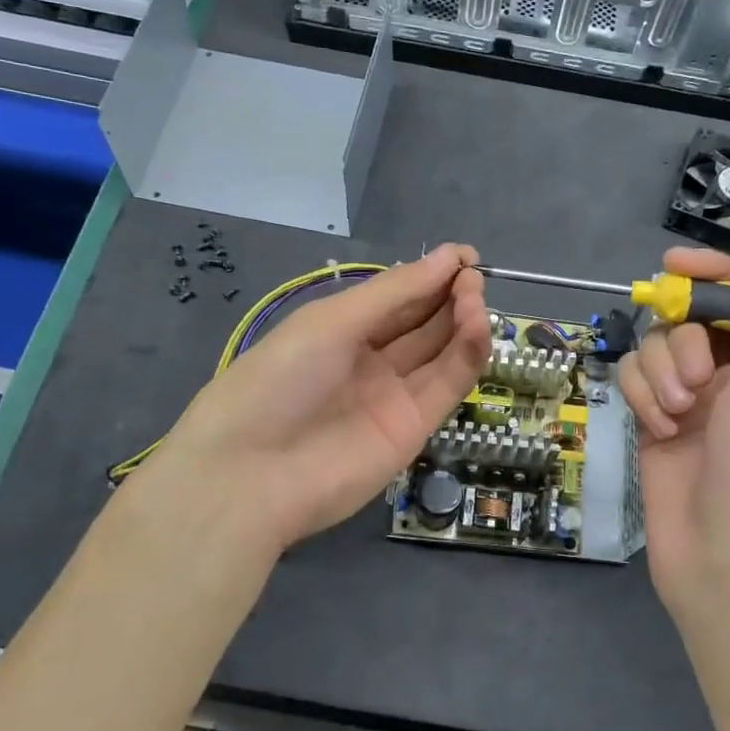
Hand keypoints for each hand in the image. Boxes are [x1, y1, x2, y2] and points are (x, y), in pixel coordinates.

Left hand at [152, 244, 490, 551]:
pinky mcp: (415, 428)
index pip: (398, 296)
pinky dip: (468, 354)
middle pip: (423, 321)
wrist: (252, 474)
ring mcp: (394, 395)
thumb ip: (394, 292)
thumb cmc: (280, 379)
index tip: (466, 257)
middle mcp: (370, 359)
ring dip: (464, 320)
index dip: (432, 275)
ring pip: (441, 351)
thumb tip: (449, 256)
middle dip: (450, 295)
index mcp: (342, 329)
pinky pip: (448, 384)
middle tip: (474, 277)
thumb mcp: (332, 322)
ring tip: (476, 297)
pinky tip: (478, 327)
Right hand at [617, 232, 729, 630]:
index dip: (711, 274)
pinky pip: (635, 378)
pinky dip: (643, 397)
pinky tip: (659, 430)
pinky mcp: (656, 419)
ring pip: (657, 346)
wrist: (724, 558)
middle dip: (686, 341)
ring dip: (662, 373)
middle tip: (698, 379)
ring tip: (679, 415)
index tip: (672, 267)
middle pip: (691, 316)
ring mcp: (693, 397)